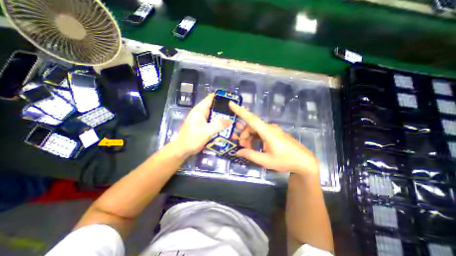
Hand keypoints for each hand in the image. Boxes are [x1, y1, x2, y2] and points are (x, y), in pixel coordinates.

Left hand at [175, 94, 231, 155]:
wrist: (183, 150)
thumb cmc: (192, 138)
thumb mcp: (206, 131)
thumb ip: (219, 125)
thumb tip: (231, 121)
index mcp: (200, 110)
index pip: (211, 98)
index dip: (222, 98)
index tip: (233, 101)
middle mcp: (203, 113)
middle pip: (217, 108)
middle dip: (227, 112)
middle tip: (238, 115)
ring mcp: (205, 121)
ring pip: (218, 118)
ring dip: (226, 121)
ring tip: (237, 124)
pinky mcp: (207, 127)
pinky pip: (216, 125)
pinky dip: (222, 127)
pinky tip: (230, 132)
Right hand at [230, 102, 317, 175]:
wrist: (304, 161)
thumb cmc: (286, 160)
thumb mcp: (266, 160)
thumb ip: (250, 155)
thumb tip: (238, 151)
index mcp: (267, 132)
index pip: (251, 119)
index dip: (240, 111)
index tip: (231, 104)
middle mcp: (269, 127)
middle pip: (251, 126)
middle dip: (243, 135)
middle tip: (241, 146)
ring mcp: (272, 130)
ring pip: (255, 129)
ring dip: (249, 137)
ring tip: (247, 148)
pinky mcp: (274, 133)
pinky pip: (260, 132)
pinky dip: (254, 138)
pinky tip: (254, 146)